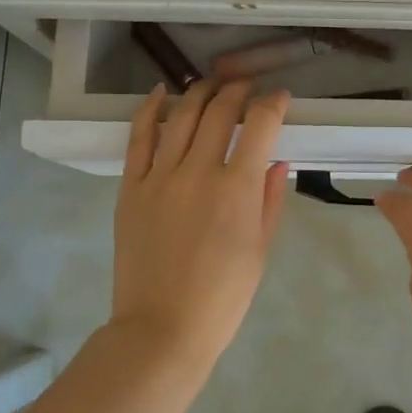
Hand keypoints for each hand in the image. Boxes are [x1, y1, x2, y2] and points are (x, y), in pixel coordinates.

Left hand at [110, 80, 290, 377]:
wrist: (162, 329)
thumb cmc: (223, 297)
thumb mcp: (260, 250)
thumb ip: (270, 200)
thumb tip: (277, 161)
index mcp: (237, 188)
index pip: (260, 125)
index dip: (273, 103)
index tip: (280, 98)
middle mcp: (198, 171)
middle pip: (219, 111)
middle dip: (238, 90)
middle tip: (247, 86)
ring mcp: (160, 176)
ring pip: (181, 115)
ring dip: (200, 91)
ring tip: (213, 83)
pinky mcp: (131, 187)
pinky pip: (139, 137)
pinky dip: (150, 109)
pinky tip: (162, 93)